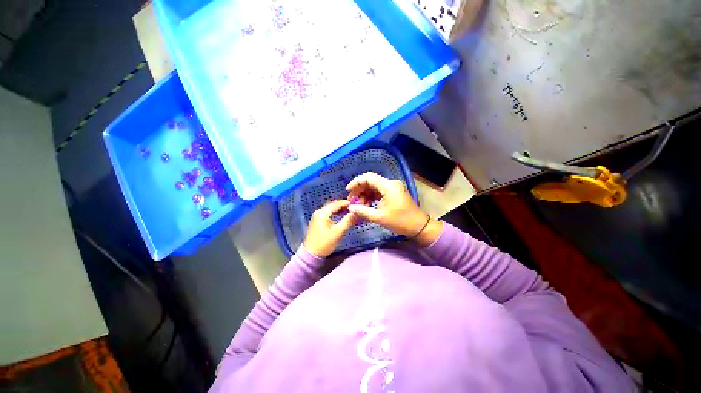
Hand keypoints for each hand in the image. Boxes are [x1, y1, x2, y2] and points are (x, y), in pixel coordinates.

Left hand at [304, 200, 356, 256]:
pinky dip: (335, 213)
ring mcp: (317, 216)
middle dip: (343, 205)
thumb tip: (356, 213)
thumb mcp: (338, 232)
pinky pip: (328, 213)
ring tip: (349, 212)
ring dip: (340, 209)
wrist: (311, 255)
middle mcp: (318, 212)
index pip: (336, 204)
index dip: (346, 203)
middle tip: (354, 208)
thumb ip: (348, 221)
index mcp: (322, 213)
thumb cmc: (324, 243)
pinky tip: (341, 216)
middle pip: (333, 205)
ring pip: (330, 209)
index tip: (356, 204)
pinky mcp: (317, 221)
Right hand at [346, 173, 441, 244]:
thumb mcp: (379, 217)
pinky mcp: (393, 193)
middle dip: (359, 190)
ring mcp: (392, 188)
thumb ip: (362, 211)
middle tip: (352, 201)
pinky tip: (367, 206)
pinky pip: (379, 192)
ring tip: (359, 206)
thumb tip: (350, 208)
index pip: (368, 177)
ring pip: (374, 187)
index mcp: (388, 186)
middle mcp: (390, 183)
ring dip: (365, 195)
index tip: (348, 191)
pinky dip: (371, 198)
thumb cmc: (400, 221)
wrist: (419, 226)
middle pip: (370, 182)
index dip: (356, 182)